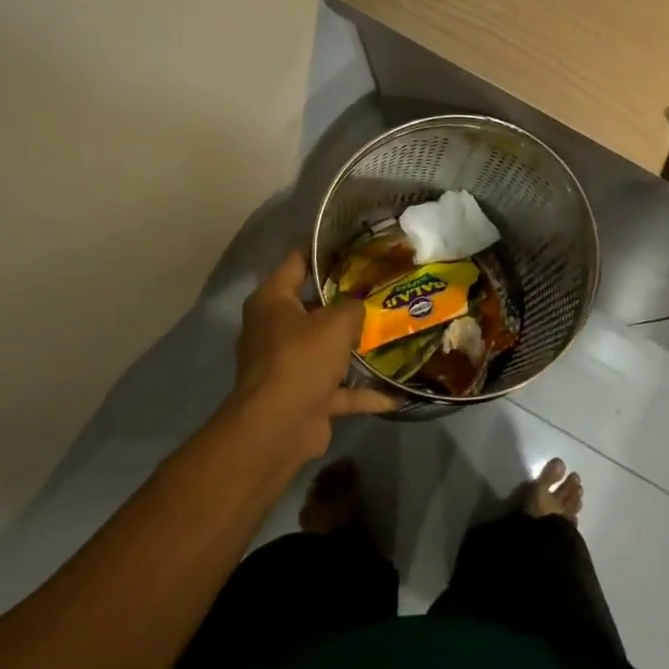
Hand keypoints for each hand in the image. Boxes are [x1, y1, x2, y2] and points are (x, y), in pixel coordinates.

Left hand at [229, 251, 398, 466]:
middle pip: (313, 306)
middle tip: (382, 284)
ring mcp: (288, 366)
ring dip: (354, 347)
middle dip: (346, 299)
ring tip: (391, 331)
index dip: (323, 249)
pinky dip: (364, 392)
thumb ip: (353, 307)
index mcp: (272, 302)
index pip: (296, 262)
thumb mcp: (336, 321)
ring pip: (326, 348)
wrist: (278, 428)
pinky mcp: (304, 397)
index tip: (355, 241)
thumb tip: (359, 308)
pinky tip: (397, 394)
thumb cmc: (301, 359)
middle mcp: (275, 330)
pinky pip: (339, 389)